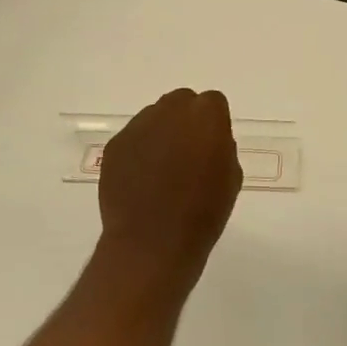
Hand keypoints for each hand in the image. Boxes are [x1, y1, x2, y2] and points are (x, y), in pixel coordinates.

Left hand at [97, 88, 242, 286]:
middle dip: (185, 121)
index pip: (213, 103)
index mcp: (206, 116)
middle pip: (181, 102)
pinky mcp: (115, 145)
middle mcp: (170, 110)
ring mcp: (138, 126)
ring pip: (154, 117)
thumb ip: (221, 147)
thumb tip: (207, 141)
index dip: (213, 124)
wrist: (153, 243)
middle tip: (187, 153)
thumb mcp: (231, 177)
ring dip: (161, 134)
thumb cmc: (203, 214)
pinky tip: (141, 180)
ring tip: (161, 170)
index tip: (212, 146)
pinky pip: (133, 139)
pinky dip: (138, 152)